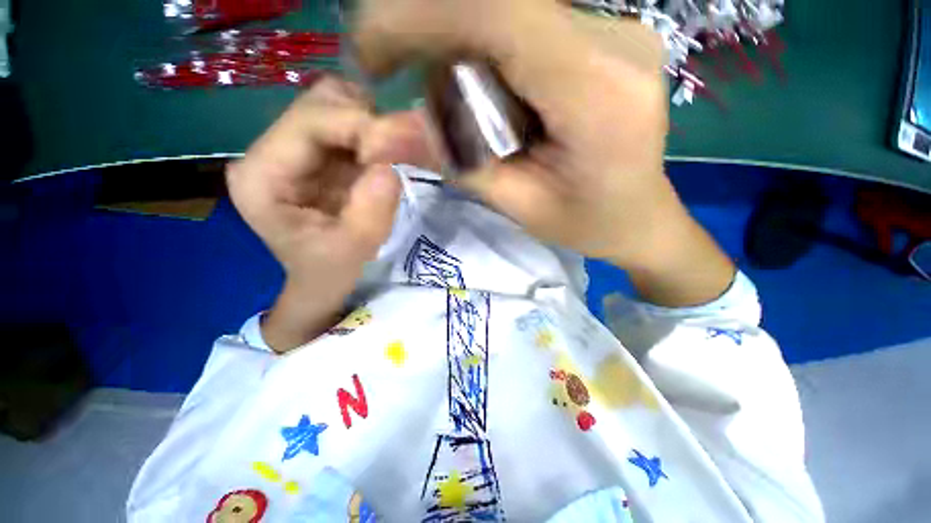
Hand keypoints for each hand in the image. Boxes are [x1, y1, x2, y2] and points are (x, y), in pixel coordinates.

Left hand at [227, 77, 433, 350]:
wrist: (322, 279)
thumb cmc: (328, 271)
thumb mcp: (352, 250)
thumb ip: (370, 212)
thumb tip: (390, 168)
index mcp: (262, 175)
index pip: (309, 122)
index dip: (359, 126)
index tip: (398, 150)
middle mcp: (271, 152)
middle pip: (320, 103)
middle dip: (368, 122)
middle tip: (399, 152)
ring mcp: (295, 150)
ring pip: (337, 107)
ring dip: (373, 126)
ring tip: (393, 156)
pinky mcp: (318, 155)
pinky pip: (350, 127)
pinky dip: (375, 135)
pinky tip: (386, 157)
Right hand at [354, 0, 734, 305]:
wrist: (640, 216)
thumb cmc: (588, 224)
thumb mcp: (520, 204)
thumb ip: (458, 164)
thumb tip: (379, 135)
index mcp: (599, 92)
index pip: (500, 14)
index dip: (419, 18)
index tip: (369, 49)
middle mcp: (614, 40)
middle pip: (497, 11)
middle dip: (437, 48)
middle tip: (423, 106)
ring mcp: (613, 30)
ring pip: (506, 18)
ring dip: (465, 63)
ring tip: (475, 126)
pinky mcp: (602, 37)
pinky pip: (524, 30)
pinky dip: (489, 61)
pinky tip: (498, 110)